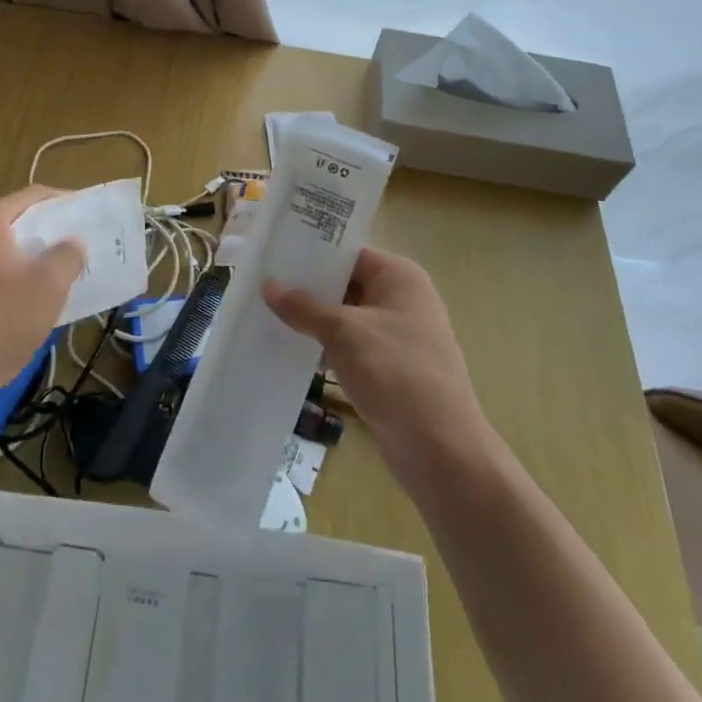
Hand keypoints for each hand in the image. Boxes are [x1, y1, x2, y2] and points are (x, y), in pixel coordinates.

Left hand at [0, 187, 84, 405]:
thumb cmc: (1, 323)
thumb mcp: (48, 286)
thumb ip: (67, 255)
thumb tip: (72, 243)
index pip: (33, 196)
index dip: (64, 202)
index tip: (87, 215)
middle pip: (14, 219)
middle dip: (46, 230)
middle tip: (76, 243)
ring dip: (27, 253)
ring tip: (56, 268)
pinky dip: (8, 271)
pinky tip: (26, 292)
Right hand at [265, 248, 487, 481]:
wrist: (440, 448)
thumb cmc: (396, 373)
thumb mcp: (345, 333)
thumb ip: (305, 307)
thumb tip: (268, 286)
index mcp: (399, 276)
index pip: (348, 253)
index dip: (311, 254)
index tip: (272, 255)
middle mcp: (401, 298)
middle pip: (346, 284)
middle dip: (307, 288)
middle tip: (260, 285)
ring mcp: (396, 334)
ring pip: (345, 317)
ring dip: (313, 320)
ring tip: (265, 315)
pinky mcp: (389, 367)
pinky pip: (350, 346)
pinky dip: (325, 346)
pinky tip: (290, 349)